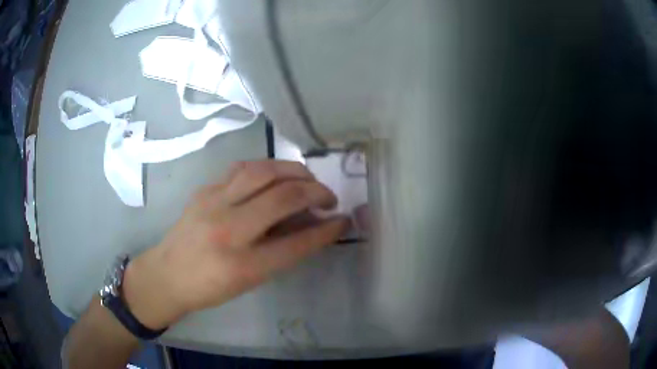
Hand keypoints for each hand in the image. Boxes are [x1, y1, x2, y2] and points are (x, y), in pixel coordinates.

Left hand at [121, 160, 349, 329]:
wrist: (167, 274)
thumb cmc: (209, 287)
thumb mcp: (249, 280)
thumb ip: (281, 251)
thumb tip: (310, 224)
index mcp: (243, 265)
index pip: (297, 242)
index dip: (327, 230)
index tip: (344, 219)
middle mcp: (228, 230)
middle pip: (283, 197)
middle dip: (316, 192)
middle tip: (329, 197)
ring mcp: (213, 203)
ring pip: (263, 171)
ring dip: (294, 171)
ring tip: (307, 180)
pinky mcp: (204, 190)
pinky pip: (242, 168)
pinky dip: (267, 168)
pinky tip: (275, 175)